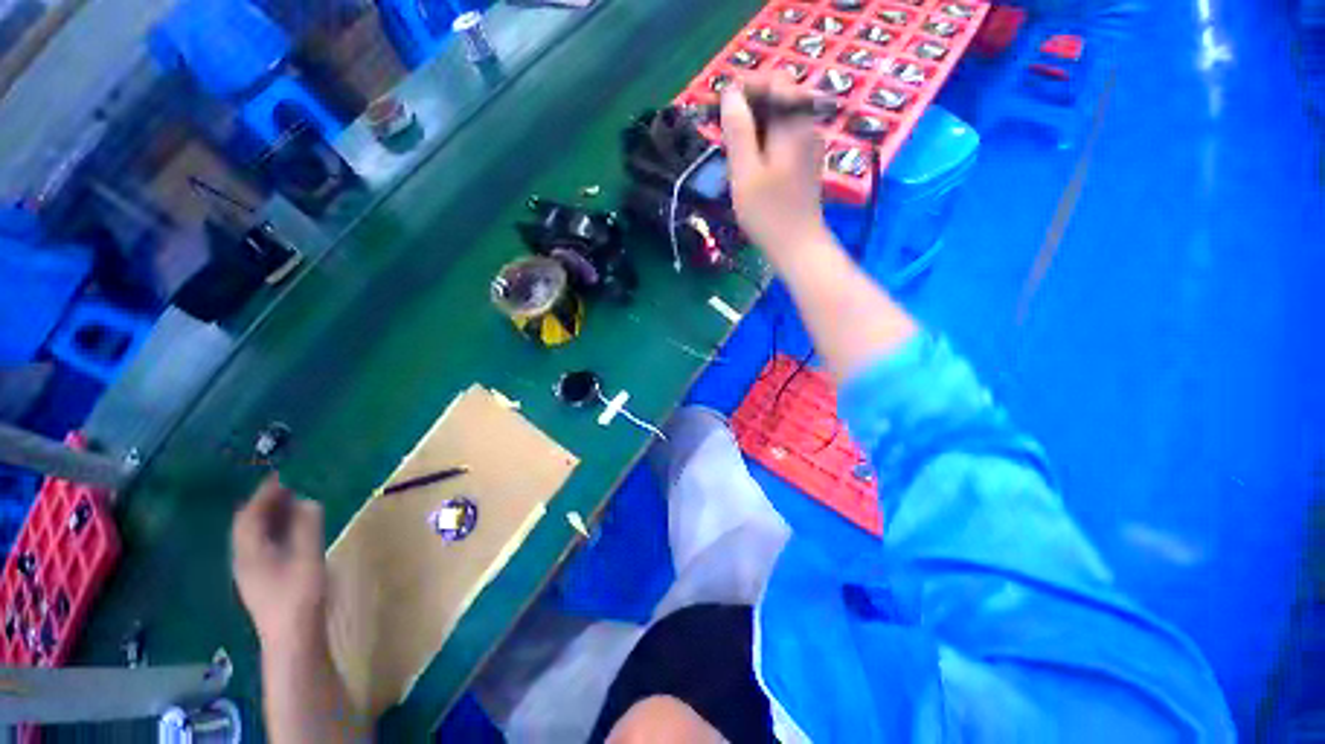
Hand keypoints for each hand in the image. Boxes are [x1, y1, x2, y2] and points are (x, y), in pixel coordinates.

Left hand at [232, 475, 327, 647]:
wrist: (292, 639)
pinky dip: (273, 532)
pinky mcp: (262, 581)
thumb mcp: (308, 557)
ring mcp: (251, 573)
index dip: (263, 495)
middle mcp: (244, 560)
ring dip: (269, 518)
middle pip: (247, 526)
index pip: (249, 516)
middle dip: (264, 505)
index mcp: (249, 553)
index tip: (281, 477)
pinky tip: (290, 533)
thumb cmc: (299, 596)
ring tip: (291, 505)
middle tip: (288, 488)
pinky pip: (262, 547)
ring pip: (254, 538)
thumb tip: (309, 500)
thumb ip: (308, 527)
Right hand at [721, 83, 829, 257]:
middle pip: (780, 98)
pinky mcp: (806, 163)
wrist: (797, 247)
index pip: (776, 80)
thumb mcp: (745, 172)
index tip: (722, 106)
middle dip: (750, 107)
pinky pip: (784, 138)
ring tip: (734, 151)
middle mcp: (807, 127)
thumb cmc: (768, 214)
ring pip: (781, 120)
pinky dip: (765, 141)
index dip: (748, 85)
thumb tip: (730, 93)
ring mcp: (809, 146)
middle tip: (724, 132)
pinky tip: (751, 164)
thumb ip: (738, 130)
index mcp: (794, 124)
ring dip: (755, 126)